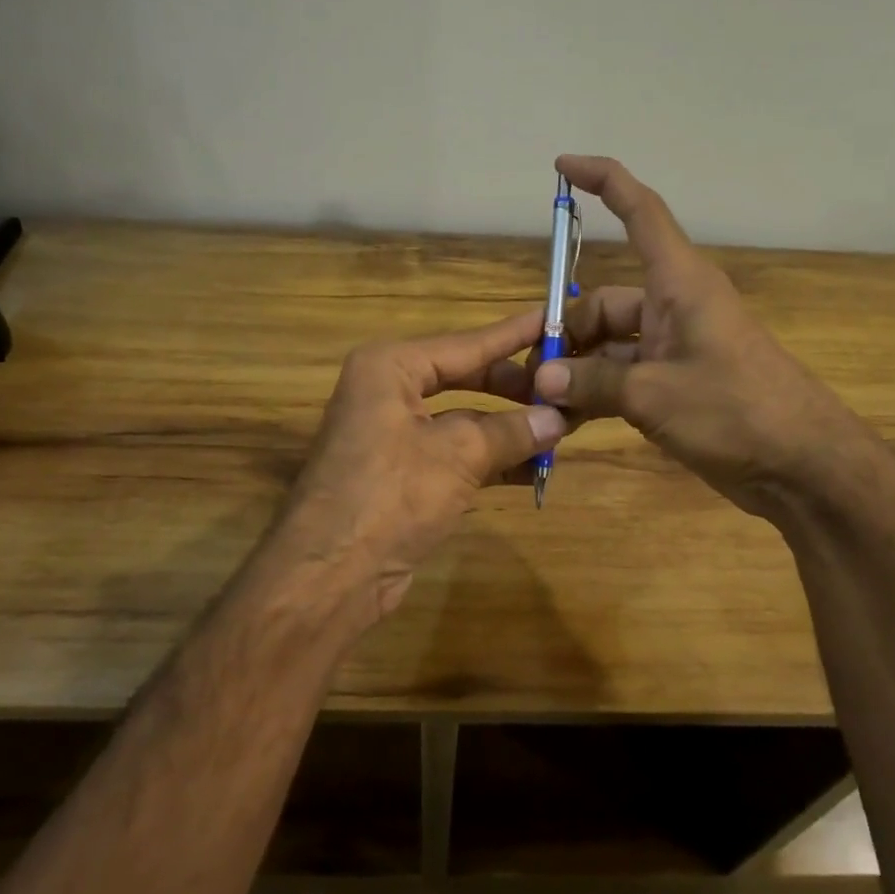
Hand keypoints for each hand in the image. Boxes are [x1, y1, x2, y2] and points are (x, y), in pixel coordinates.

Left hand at [273, 309, 565, 620]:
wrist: (329, 576)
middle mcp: (387, 393)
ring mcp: (393, 436)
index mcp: (390, 368)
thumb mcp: (458, 455)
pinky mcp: (402, 476)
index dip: (513, 335)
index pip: (466, 344)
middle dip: (514, 390)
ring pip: (463, 421)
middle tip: (565, 387)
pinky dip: (491, 460)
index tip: (554, 317)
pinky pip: (455, 455)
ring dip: (509, 429)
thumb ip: (511, 432)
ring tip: (562, 429)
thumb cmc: (390, 495)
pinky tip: (533, 469)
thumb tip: (558, 419)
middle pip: (465, 378)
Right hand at [533, 155, 868, 519]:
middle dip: (564, 333)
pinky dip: (596, 394)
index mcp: (679, 284)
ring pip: (608, 345)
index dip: (603, 181)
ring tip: (541, 405)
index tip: (562, 167)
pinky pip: (622, 377)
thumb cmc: (736, 411)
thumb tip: (542, 378)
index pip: (640, 212)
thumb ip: (593, 383)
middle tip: (531, 376)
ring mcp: (674, 348)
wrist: (803, 467)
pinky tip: (566, 420)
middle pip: (603, 302)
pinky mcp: (676, 384)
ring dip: (576, 372)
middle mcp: (674, 307)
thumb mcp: (655, 395)